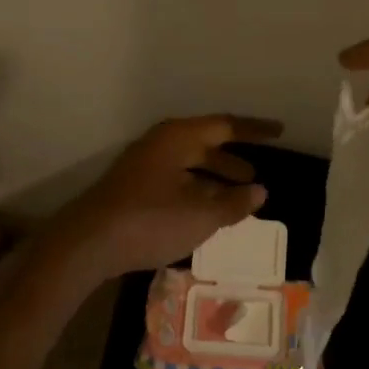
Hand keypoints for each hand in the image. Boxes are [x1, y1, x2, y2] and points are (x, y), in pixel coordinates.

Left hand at [40, 114, 283, 287]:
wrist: (88, 242)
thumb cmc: (150, 220)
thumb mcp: (200, 214)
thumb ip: (233, 203)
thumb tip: (259, 191)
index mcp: (179, 137)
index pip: (226, 126)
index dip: (255, 130)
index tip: (280, 131)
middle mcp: (161, 143)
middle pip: (206, 144)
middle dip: (233, 160)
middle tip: (257, 177)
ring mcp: (144, 164)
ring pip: (189, 164)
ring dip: (214, 178)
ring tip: (235, 199)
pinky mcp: (133, 186)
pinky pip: (175, 179)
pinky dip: (196, 189)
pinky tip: (203, 212)